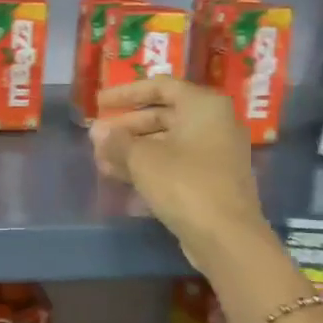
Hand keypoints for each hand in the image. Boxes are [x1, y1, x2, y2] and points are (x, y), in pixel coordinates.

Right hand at [89, 79, 267, 255]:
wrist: (225, 236)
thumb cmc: (184, 184)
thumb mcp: (142, 159)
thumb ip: (117, 141)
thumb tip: (98, 132)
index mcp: (203, 106)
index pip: (160, 86)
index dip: (126, 93)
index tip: (99, 104)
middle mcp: (213, 123)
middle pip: (162, 114)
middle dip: (125, 126)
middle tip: (96, 137)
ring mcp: (214, 153)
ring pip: (165, 142)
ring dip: (132, 149)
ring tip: (100, 160)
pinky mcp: (209, 179)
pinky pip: (173, 163)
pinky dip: (147, 166)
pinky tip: (118, 176)